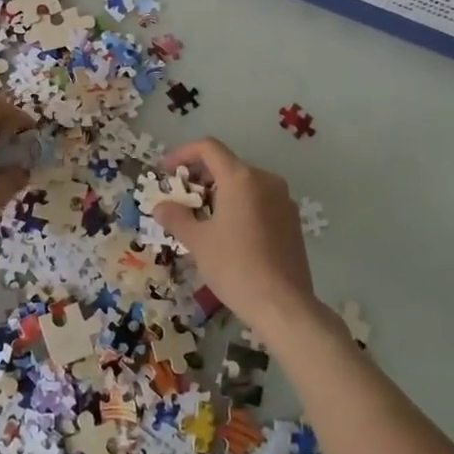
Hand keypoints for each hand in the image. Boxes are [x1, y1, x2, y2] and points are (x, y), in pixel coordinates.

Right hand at [153, 137, 316, 334]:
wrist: (283, 305)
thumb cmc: (235, 266)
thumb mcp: (198, 241)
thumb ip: (176, 217)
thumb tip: (160, 206)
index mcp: (241, 178)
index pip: (208, 148)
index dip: (183, 154)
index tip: (166, 171)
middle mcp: (265, 180)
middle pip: (227, 164)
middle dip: (200, 176)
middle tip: (180, 198)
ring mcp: (283, 200)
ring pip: (244, 183)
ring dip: (219, 192)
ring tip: (202, 217)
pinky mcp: (292, 220)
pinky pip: (260, 200)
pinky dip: (239, 205)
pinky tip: (229, 232)